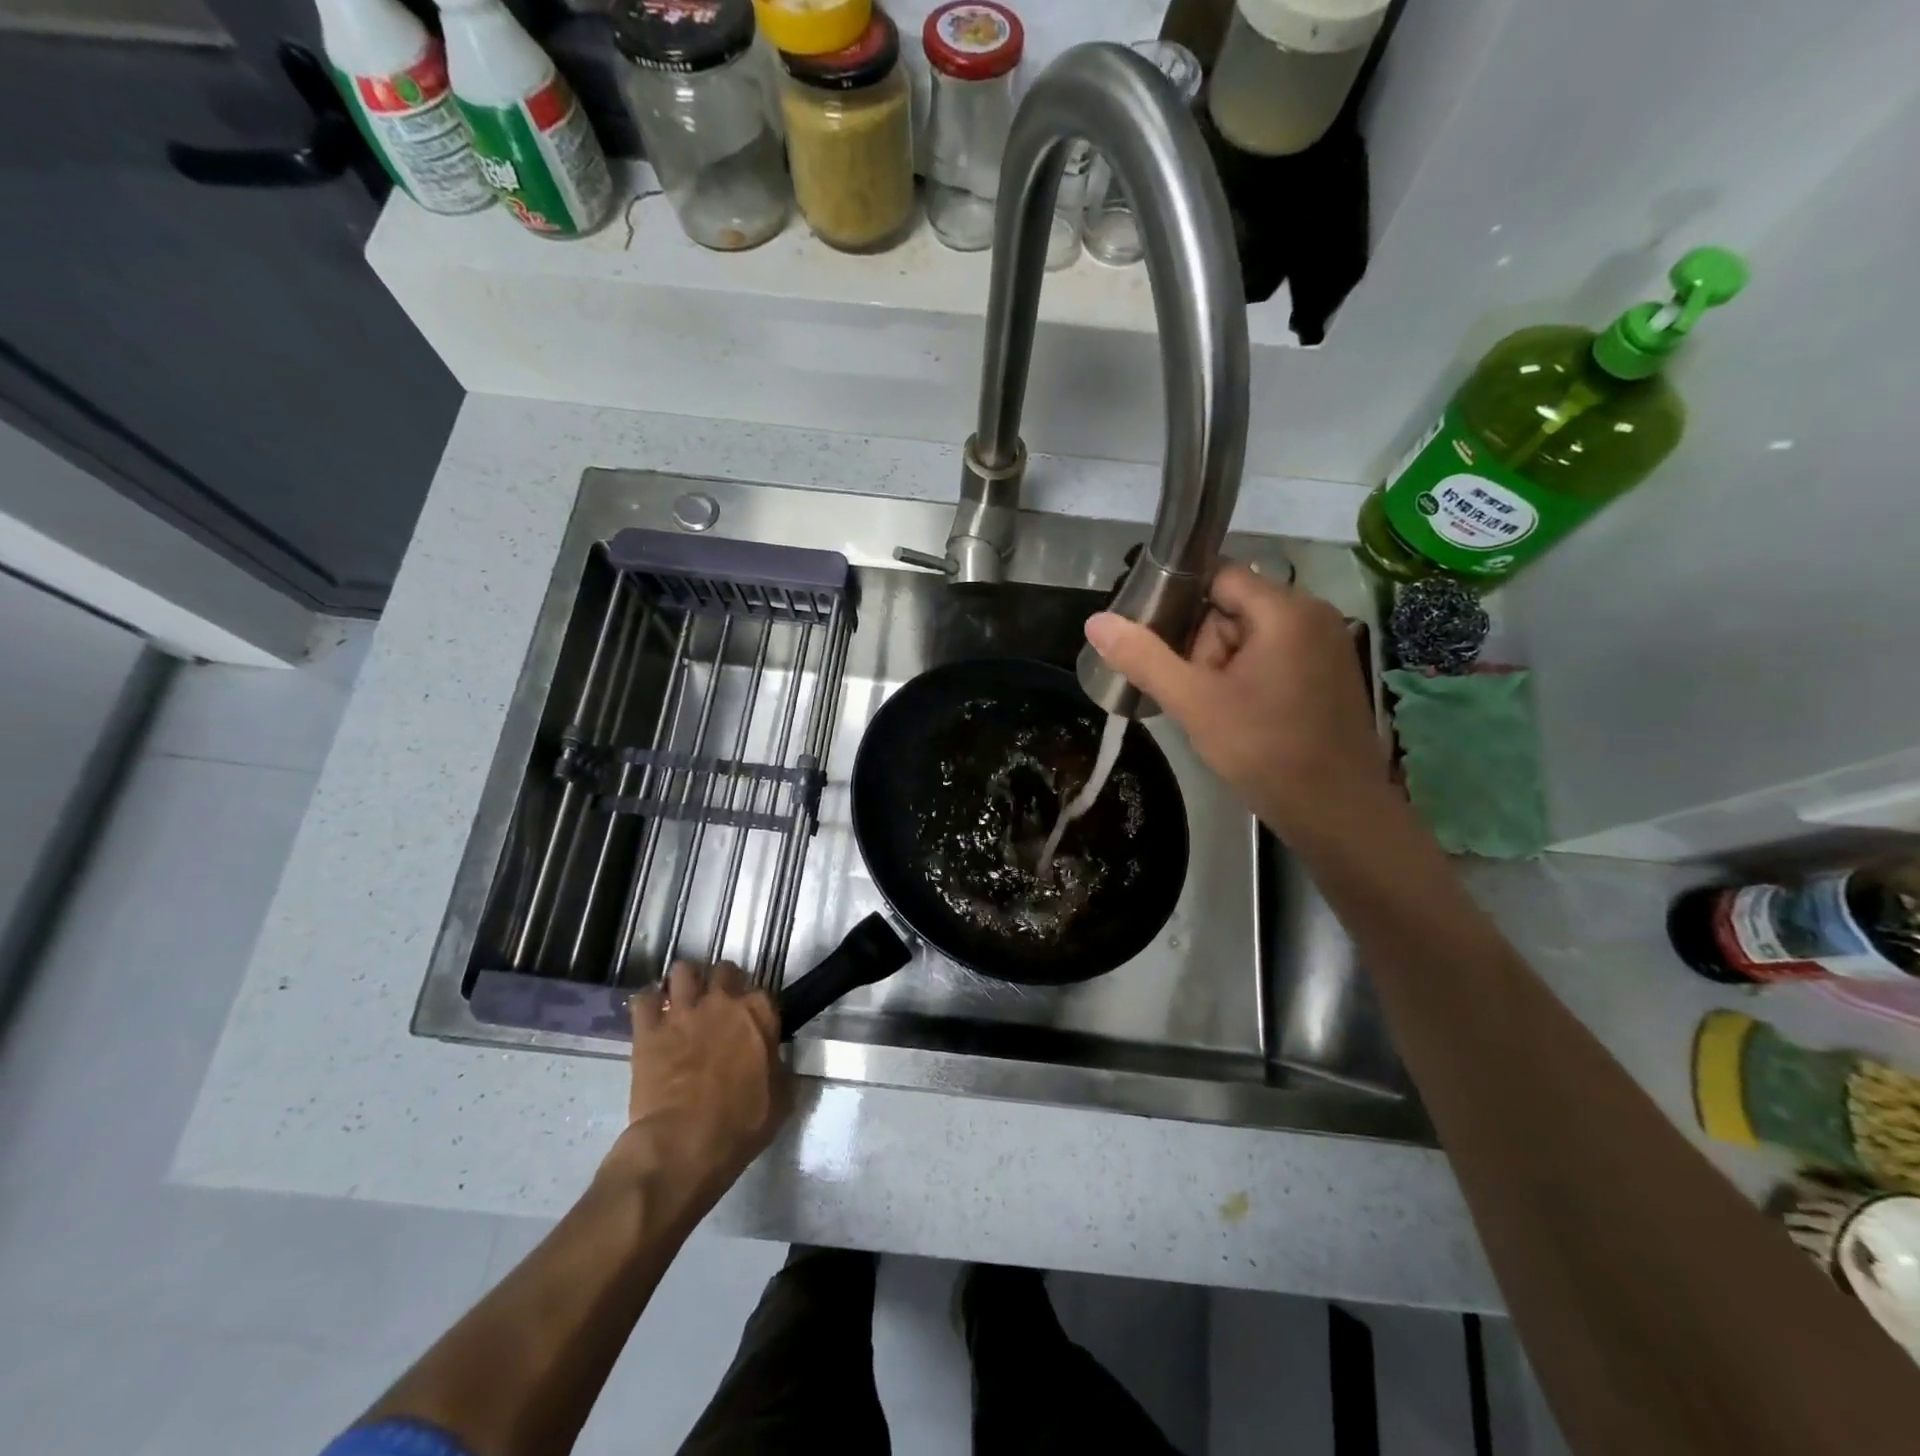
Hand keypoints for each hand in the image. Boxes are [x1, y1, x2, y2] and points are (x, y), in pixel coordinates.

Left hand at [605, 962, 790, 1215]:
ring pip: (682, 971)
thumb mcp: (781, 1099)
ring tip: (682, 1000)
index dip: (756, 1007)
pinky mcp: (648, 1029)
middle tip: (718, 1005)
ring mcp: (683, 1011)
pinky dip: (647, 1003)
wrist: (684, 1143)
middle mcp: (723, 1001)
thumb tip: (775, 1060)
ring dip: (684, 982)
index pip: (763, 992)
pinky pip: (643, 998)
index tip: (752, 1022)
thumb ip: (780, 1068)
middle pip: (724, 970)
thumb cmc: (740, 1125)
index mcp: (759, 1015)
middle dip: (722, 983)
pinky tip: (650, 1015)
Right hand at [1083, 562, 1388, 839]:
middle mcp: (1313, 613)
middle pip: (1233, 607)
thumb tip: (1096, 621)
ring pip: (1252, 635)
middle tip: (1197, 693)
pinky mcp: (1331, 671)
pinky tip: (1243, 714)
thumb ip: (1144, 658)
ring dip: (1224, 665)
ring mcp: (1327, 643)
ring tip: (1219, 711)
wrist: (1337, 812)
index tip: (1156, 642)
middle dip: (1204, 646)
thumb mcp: (1194, 703)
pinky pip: (1275, 655)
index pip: (1217, 575)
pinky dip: (1249, 677)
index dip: (1180, 603)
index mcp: (1284, 610)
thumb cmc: (1264, 751)